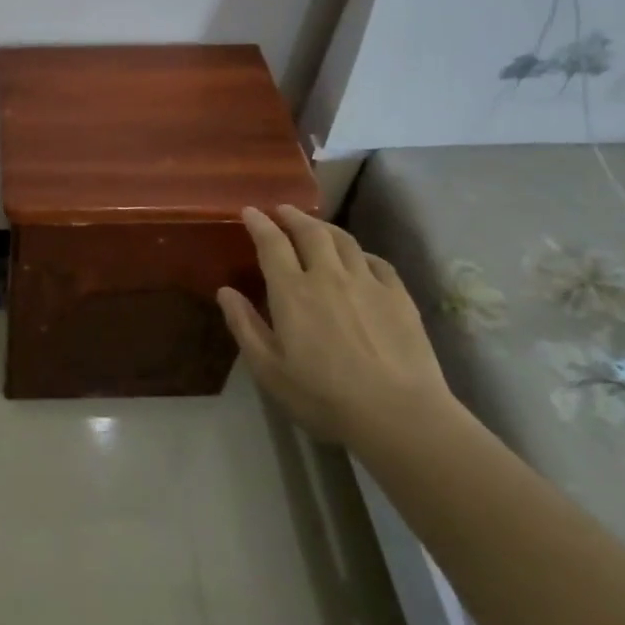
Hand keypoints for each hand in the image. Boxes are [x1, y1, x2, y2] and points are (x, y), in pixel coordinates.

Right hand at [216, 204, 454, 446]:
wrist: (398, 415)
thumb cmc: (323, 396)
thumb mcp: (269, 369)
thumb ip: (245, 326)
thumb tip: (225, 292)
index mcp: (292, 291)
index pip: (272, 244)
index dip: (259, 223)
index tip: (249, 211)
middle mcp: (328, 276)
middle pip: (310, 232)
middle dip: (293, 216)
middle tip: (282, 210)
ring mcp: (368, 283)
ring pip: (344, 241)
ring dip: (325, 227)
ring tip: (316, 227)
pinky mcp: (399, 297)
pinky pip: (377, 262)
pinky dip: (361, 253)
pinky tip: (360, 259)